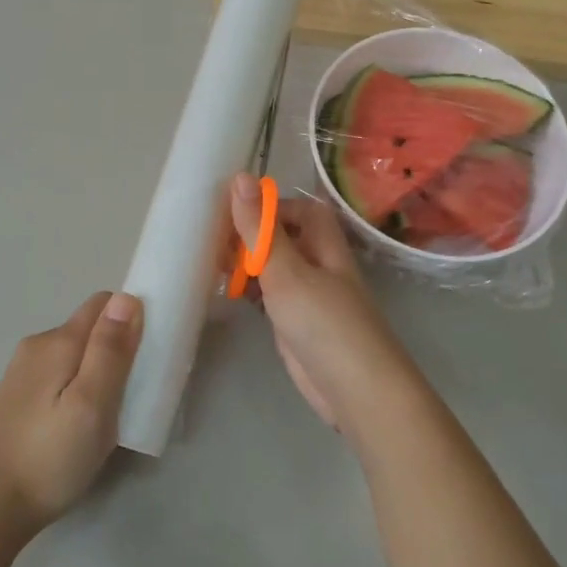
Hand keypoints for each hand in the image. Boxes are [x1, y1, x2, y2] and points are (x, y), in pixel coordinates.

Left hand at [0, 291, 142, 535]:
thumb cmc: (51, 457)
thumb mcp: (92, 404)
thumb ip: (109, 350)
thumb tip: (126, 297)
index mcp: (58, 341)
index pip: (103, 303)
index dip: (131, 318)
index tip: (150, 353)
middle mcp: (37, 346)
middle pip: (89, 327)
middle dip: (117, 347)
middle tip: (135, 391)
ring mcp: (23, 371)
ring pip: (75, 353)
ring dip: (99, 369)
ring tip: (111, 412)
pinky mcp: (18, 396)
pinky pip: (60, 373)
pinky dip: (79, 385)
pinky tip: (81, 421)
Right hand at [229, 173, 427, 438]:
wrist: (354, 390)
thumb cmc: (324, 322)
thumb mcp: (286, 271)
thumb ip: (260, 229)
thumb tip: (241, 177)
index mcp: (325, 245)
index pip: (302, 210)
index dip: (272, 206)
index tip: (235, 213)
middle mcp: (320, 266)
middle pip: (286, 238)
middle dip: (253, 235)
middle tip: (214, 241)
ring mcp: (310, 298)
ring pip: (276, 268)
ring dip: (249, 264)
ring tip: (213, 265)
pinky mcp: (297, 325)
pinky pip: (272, 297)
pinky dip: (252, 291)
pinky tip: (230, 295)